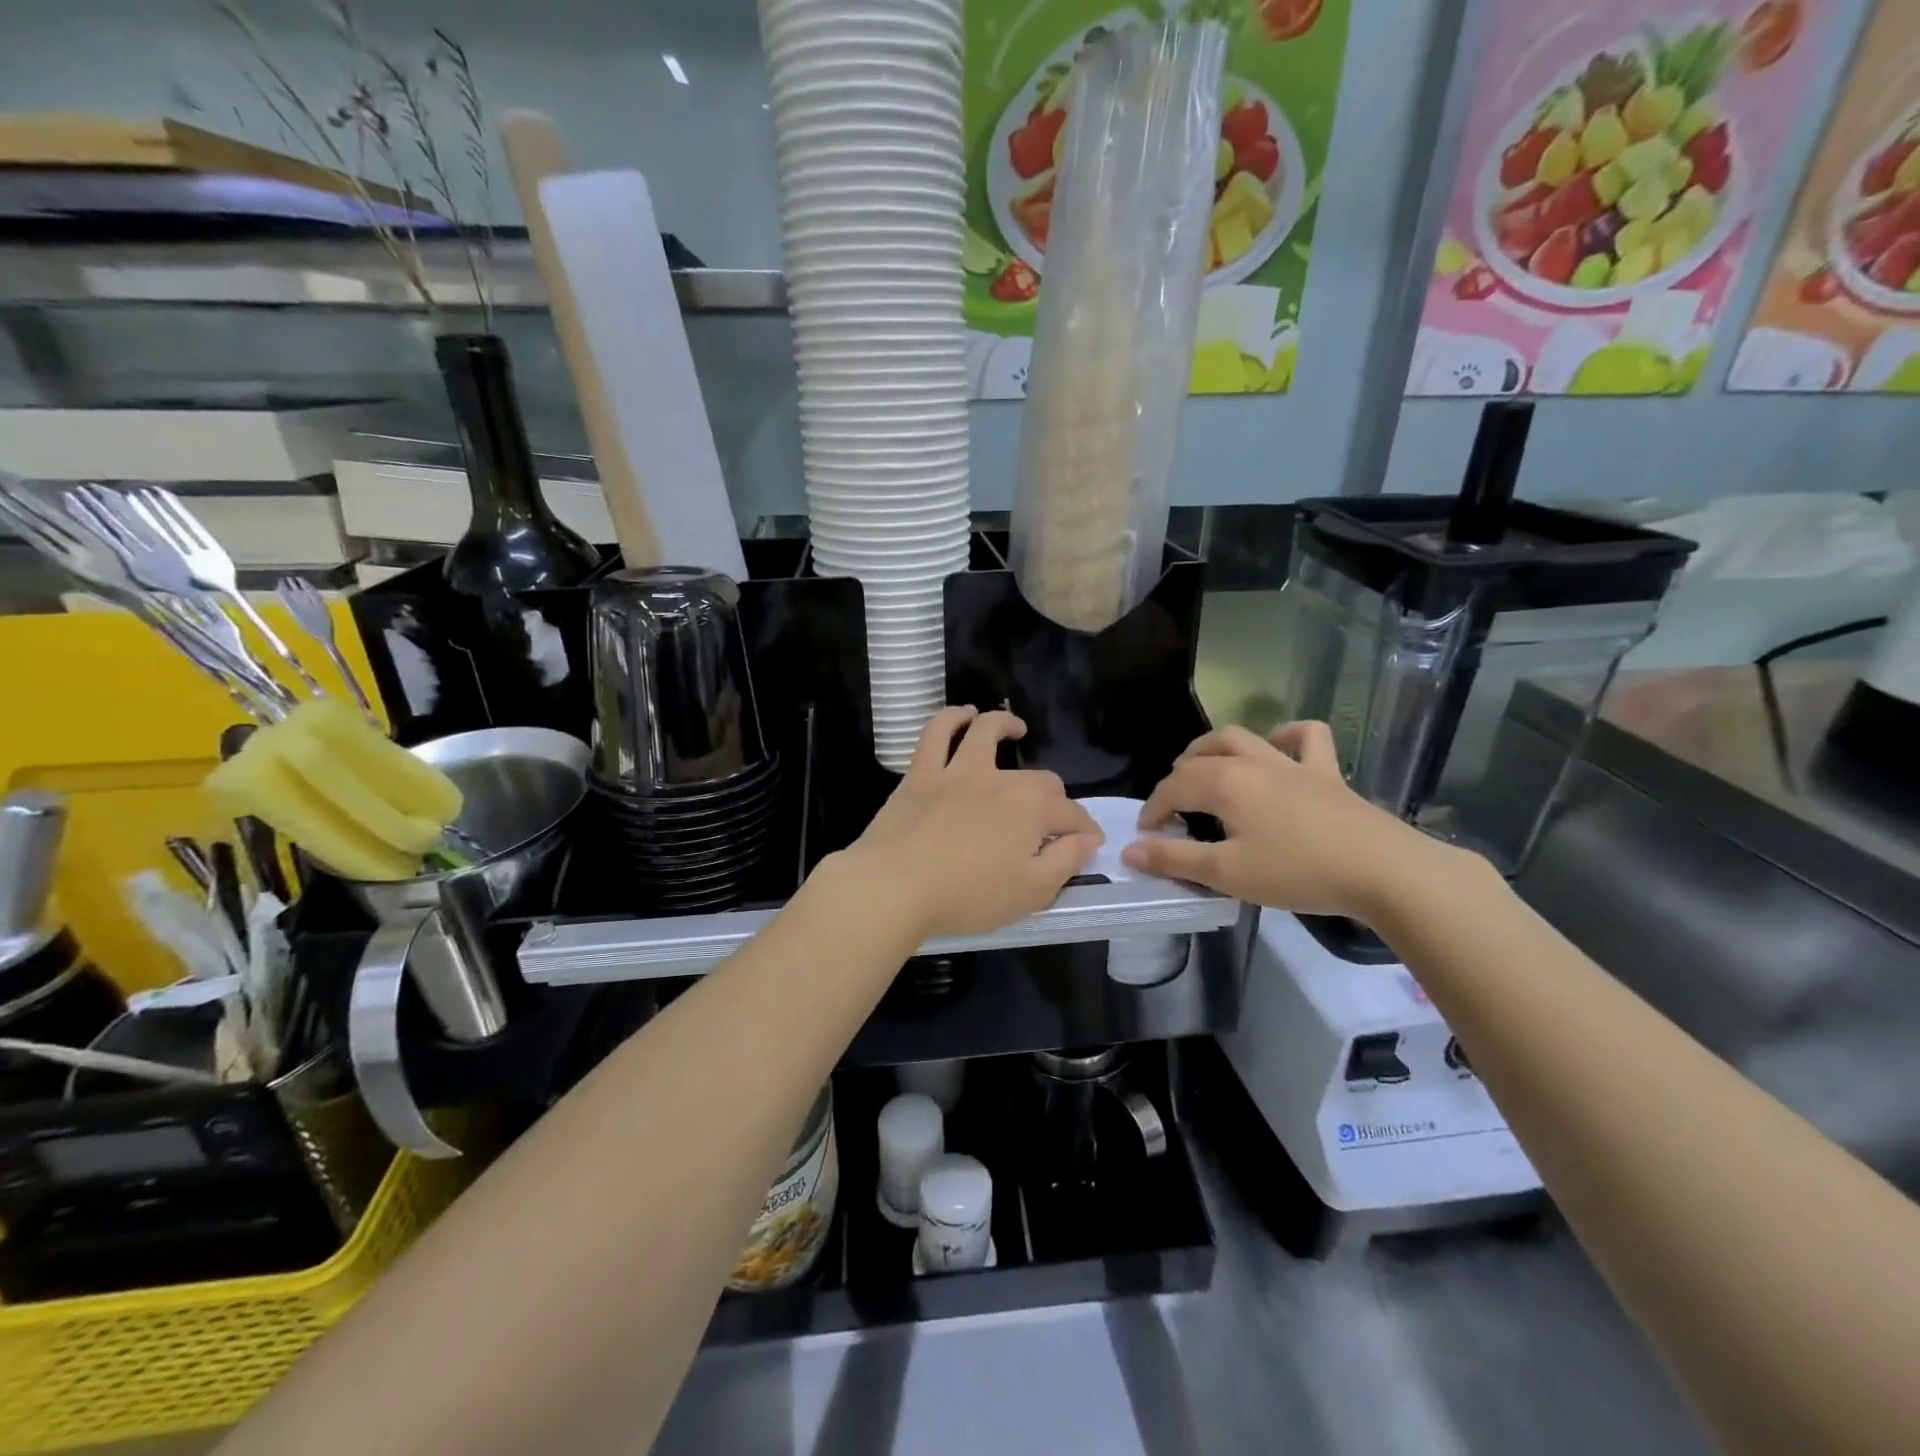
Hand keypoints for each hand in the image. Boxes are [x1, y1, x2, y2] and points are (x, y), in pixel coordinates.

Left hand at [832, 708, 1102, 941]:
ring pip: (986, 732)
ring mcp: (958, 771)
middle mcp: (1001, 780)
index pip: (1072, 815)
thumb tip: (1085, 840)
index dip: (1084, 830)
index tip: (1088, 845)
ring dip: (1004, 725)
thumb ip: (1065, 862)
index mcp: (1032, 809)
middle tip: (1049, 822)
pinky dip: (951, 718)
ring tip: (1015, 728)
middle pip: (1040, 780)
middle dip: (1054, 798)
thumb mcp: (1032, 893)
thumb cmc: (967, 897)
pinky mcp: (921, 773)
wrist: (895, 887)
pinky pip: (936, 733)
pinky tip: (962, 715)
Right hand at [1120, 722, 1450, 919]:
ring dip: (1215, 746)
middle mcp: (1254, 762)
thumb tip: (1130, 850)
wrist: (1383, 871)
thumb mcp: (1228, 873)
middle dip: (1178, 775)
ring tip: (1205, 765)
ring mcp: (1294, 764)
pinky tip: (1279, 748)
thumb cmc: (1298, 872)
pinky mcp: (1328, 774)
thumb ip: (1176, 859)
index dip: (1154, 809)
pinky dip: (1287, 736)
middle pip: (1202, 755)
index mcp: (1226, 783)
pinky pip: (1308, 738)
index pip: (1174, 787)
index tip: (1146, 836)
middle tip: (1172, 803)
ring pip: (1244, 737)